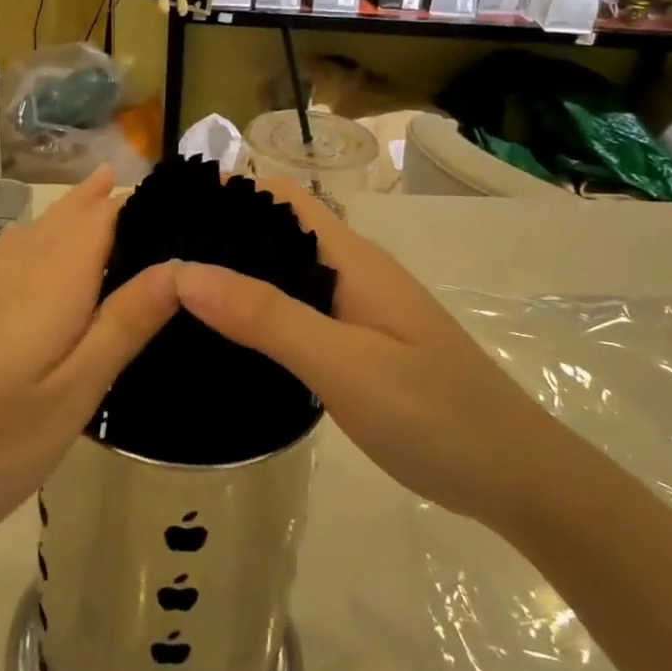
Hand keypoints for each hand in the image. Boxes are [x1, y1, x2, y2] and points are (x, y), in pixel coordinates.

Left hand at [0, 167, 176, 597]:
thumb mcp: (70, 397)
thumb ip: (123, 326)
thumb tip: (178, 267)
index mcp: (51, 282)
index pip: (103, 217)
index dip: (140, 202)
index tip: (182, 201)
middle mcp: (12, 270)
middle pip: (66, 217)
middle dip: (103, 198)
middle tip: (146, 185)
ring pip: (34, 232)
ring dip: (70, 212)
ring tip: (101, 194)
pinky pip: (8, 254)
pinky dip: (38, 239)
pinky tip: (36, 251)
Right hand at [173, 180, 553, 530]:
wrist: (517, 478)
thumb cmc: (434, 415)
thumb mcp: (343, 365)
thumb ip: (266, 317)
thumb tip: (184, 271)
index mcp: (352, 259)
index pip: (282, 198)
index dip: (228, 192)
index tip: (168, 209)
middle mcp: (353, 272)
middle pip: (278, 232)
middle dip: (221, 234)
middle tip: (154, 257)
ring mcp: (359, 309)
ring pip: (286, 274)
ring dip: (237, 275)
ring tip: (174, 293)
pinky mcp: (359, 344)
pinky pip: (297, 311)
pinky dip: (258, 312)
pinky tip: (226, 339)